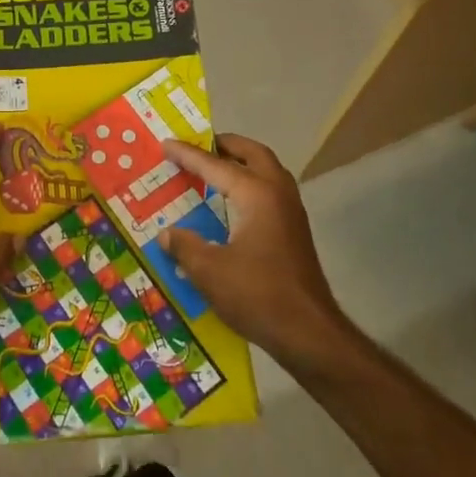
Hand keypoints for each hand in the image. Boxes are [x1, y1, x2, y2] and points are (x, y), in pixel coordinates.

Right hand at [159, 134, 350, 367]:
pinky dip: (251, 184)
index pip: (215, 166)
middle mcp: (278, 194)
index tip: (167, 144)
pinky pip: (271, 192)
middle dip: (226, 145)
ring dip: (243, 163)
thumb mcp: (208, 271)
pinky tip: (233, 204)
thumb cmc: (257, 295)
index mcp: (256, 195)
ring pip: (268, 172)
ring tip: (215, 168)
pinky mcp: (295, 232)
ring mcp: (291, 213)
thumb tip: (167, 233)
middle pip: (253, 155)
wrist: (308, 332)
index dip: (188, 155)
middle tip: (199, 146)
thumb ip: (184, 246)